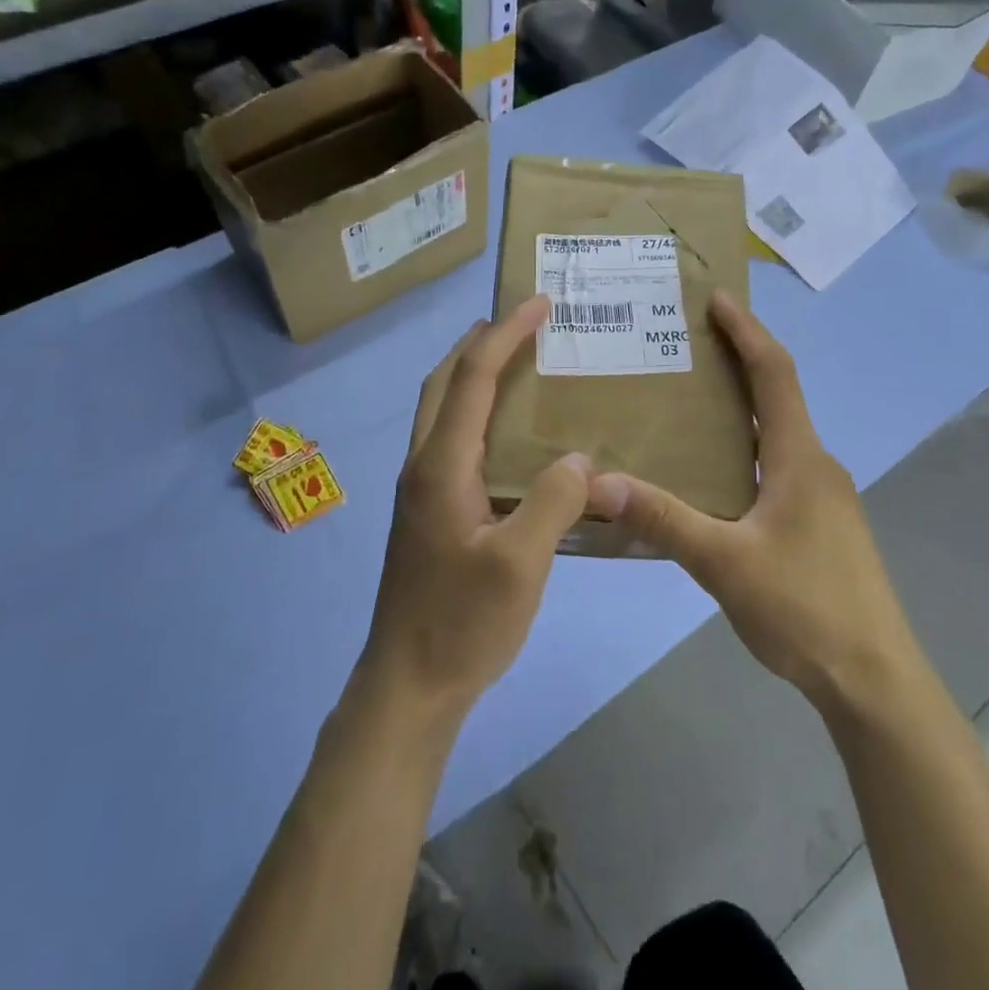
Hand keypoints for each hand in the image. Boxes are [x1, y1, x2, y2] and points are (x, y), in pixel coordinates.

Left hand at [361, 295, 592, 723]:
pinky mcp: (426, 513)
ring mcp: (419, 490)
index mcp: (441, 465)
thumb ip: (554, 502)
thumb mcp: (521, 564)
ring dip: (470, 375)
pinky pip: (448, 440)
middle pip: (443, 383)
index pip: (472, 378)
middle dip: (479, 343)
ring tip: (514, 364)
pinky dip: (473, 413)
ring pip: (440, 411)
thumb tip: (580, 459)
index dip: (506, 335)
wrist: (407, 685)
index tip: (539, 304)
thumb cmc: (462, 623)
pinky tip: (505, 437)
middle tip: (520, 323)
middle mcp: (422, 466)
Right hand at [587, 292, 913, 715]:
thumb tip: (597, 481)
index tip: (717, 299)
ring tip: (687, 404)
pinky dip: (745, 451)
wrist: (874, 680)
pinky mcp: (821, 527)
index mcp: (799, 458)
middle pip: (777, 397)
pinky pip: (777, 469)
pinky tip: (711, 478)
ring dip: (740, 411)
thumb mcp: (724, 562)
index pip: (775, 373)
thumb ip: (662, 519)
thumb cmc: (805, 609)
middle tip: (685, 346)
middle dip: (737, 363)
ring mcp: (823, 499)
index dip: (746, 332)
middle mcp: (816, 466)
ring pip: (777, 437)